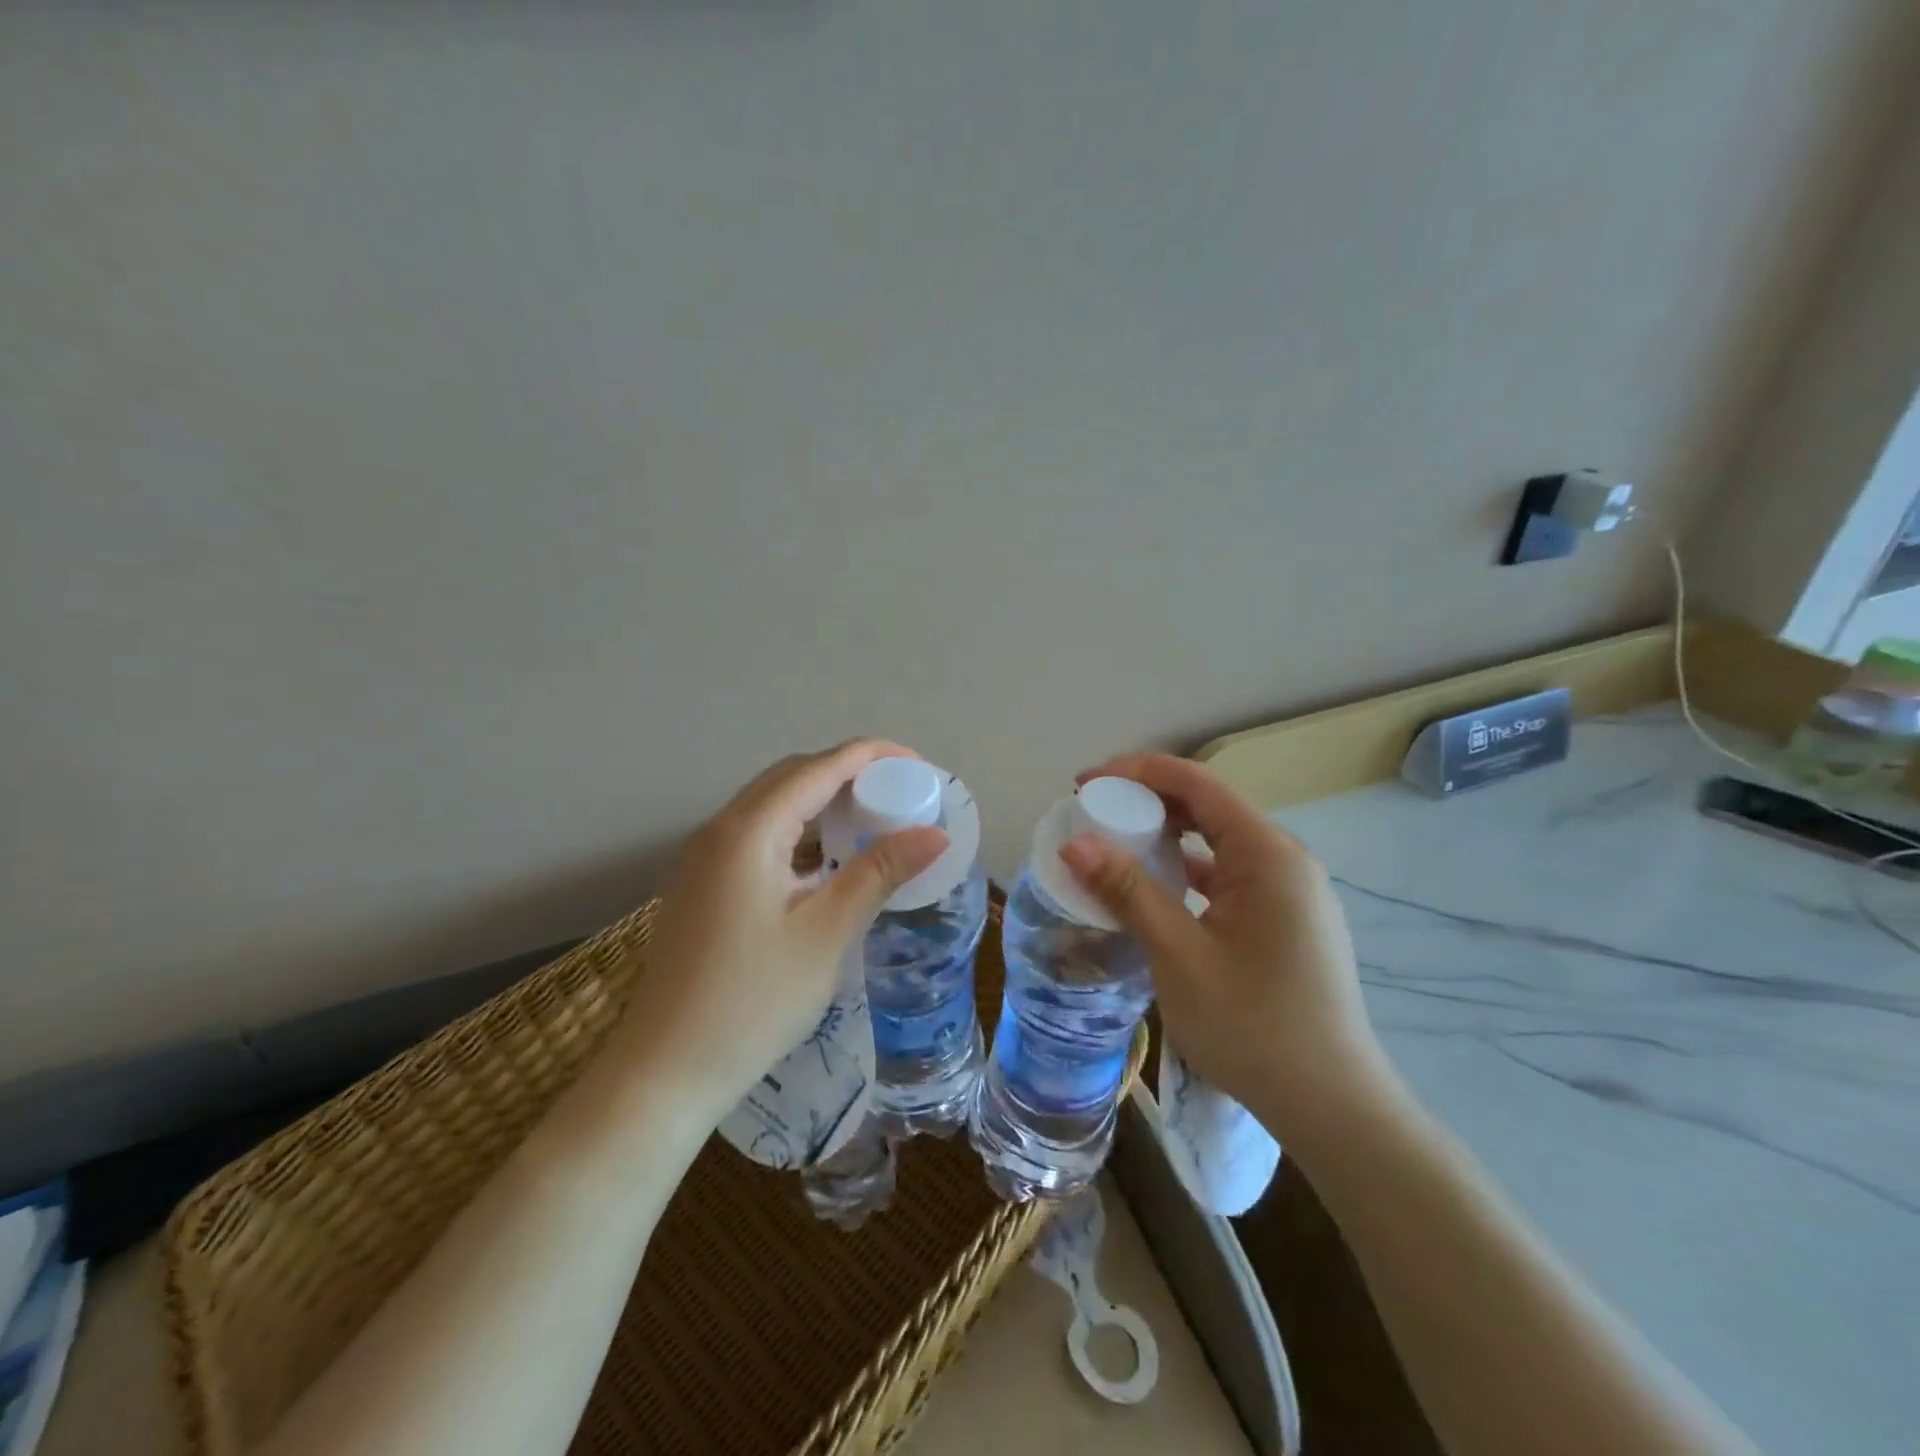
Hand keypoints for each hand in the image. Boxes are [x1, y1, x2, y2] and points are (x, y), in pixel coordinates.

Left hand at [623, 740, 947, 1118]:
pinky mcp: (701, 884)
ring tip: (871, 821)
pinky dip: (798, 833)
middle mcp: (719, 830)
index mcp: (748, 831)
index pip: (818, 768)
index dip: (871, 756)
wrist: (664, 1072)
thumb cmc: (752, 1002)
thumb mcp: (826, 934)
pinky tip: (827, 861)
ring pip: (772, 805)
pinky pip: (757, 835)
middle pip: (792, 777)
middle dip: (848, 774)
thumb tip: (935, 833)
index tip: (918, 765)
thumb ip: (879, 872)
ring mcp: (703, 857)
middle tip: (899, 794)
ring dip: (822, 803)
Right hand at [1059, 753, 1401, 1156]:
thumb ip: (1128, 891)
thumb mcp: (1179, 955)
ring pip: (1217, 842)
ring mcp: (1289, 891)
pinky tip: (1152, 889)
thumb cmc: (1253, 1027)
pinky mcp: (1284, 919)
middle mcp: (1285, 860)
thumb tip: (1073, 843)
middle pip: (1208, 806)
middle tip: (1091, 813)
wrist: (1331, 1107)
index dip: (1135, 772)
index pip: (1196, 783)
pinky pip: (1227, 874)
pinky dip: (1185, 871)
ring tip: (1112, 846)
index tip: (1084, 783)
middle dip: (1146, 801)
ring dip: (1164, 837)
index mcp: (1268, 855)